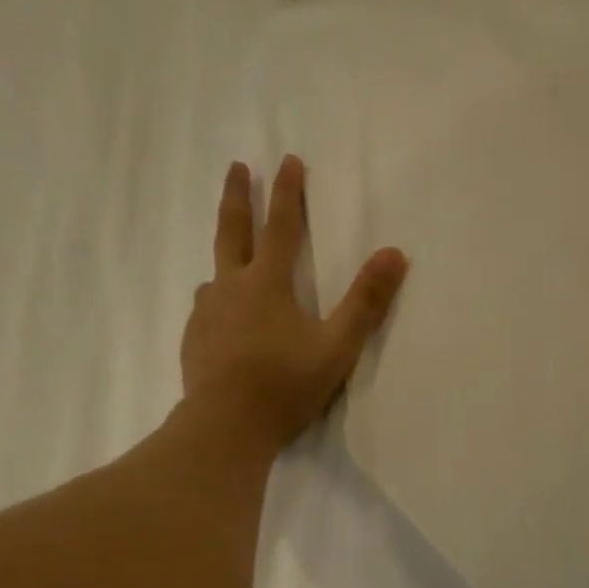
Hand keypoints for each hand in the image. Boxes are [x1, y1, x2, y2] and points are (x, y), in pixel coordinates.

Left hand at [181, 155, 408, 448]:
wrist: (225, 427)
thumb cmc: (285, 385)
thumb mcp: (336, 346)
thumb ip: (366, 302)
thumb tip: (395, 253)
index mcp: (267, 284)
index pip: (281, 226)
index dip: (287, 192)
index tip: (288, 160)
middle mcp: (230, 288)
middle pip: (233, 231)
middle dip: (238, 197)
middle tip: (237, 167)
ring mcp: (206, 314)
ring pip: (215, 273)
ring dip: (226, 256)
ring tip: (232, 258)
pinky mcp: (193, 340)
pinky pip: (206, 308)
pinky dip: (217, 300)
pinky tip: (221, 316)